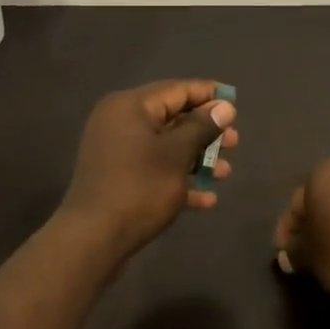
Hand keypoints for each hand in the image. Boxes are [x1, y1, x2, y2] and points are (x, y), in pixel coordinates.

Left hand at [58, 80, 237, 257]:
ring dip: (197, 158)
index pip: (176, 89)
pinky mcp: (118, 177)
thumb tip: (224, 106)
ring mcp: (117, 151)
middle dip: (206, 131)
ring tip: (225, 172)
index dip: (208, 95)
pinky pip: (154, 168)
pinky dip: (178, 178)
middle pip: (172, 117)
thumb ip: (202, 126)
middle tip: (235, 142)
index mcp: (130, 106)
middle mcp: (120, 122)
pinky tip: (206, 198)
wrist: (93, 238)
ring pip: (165, 146)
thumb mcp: (177, 154)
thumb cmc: (139, 188)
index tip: (236, 103)